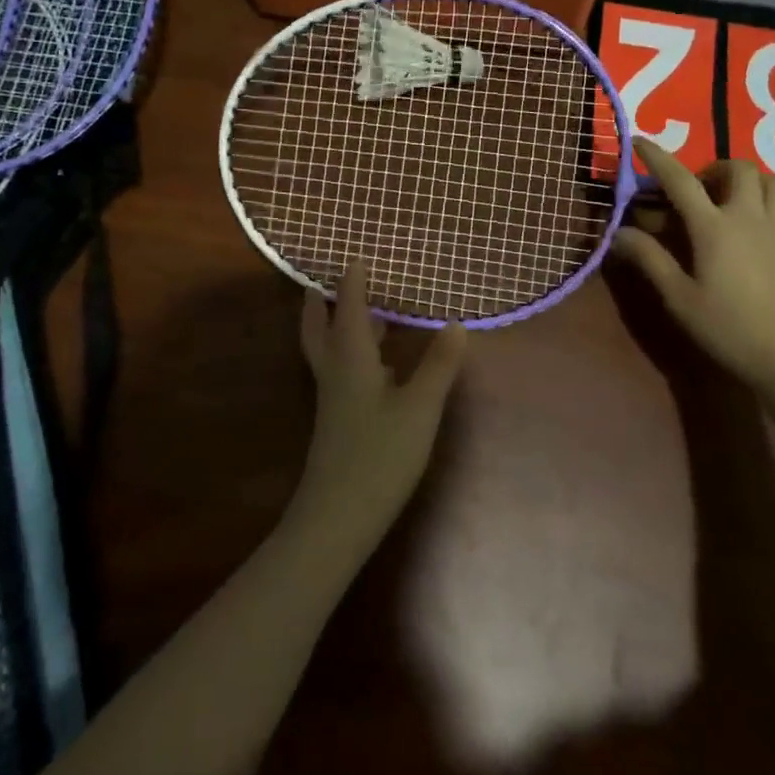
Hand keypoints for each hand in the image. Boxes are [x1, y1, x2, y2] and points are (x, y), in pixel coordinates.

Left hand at [294, 261, 466, 545]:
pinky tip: (376, 365)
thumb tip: (456, 324)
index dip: (352, 281)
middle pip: (319, 328)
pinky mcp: (337, 420)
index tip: (357, 257)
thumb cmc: (380, 455)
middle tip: (324, 282)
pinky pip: (339, 370)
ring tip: (358, 312)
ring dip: (335, 326)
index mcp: (351, 358)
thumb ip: (439, 365)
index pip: (348, 308)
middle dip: (321, 303)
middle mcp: (335, 372)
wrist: (338, 517)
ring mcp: (332, 399)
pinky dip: (350, 352)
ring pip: (328, 350)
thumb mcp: (420, 408)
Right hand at [612, 140, 774, 395]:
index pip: (679, 180)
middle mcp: (749, 217)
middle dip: (712, 168)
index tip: (638, 142)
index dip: (656, 157)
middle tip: (696, 190)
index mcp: (713, 228)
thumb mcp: (677, 297)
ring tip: (732, 195)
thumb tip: (618, 232)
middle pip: (736, 168)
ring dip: (750, 178)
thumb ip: (648, 259)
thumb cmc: (726, 328)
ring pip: (773, 180)